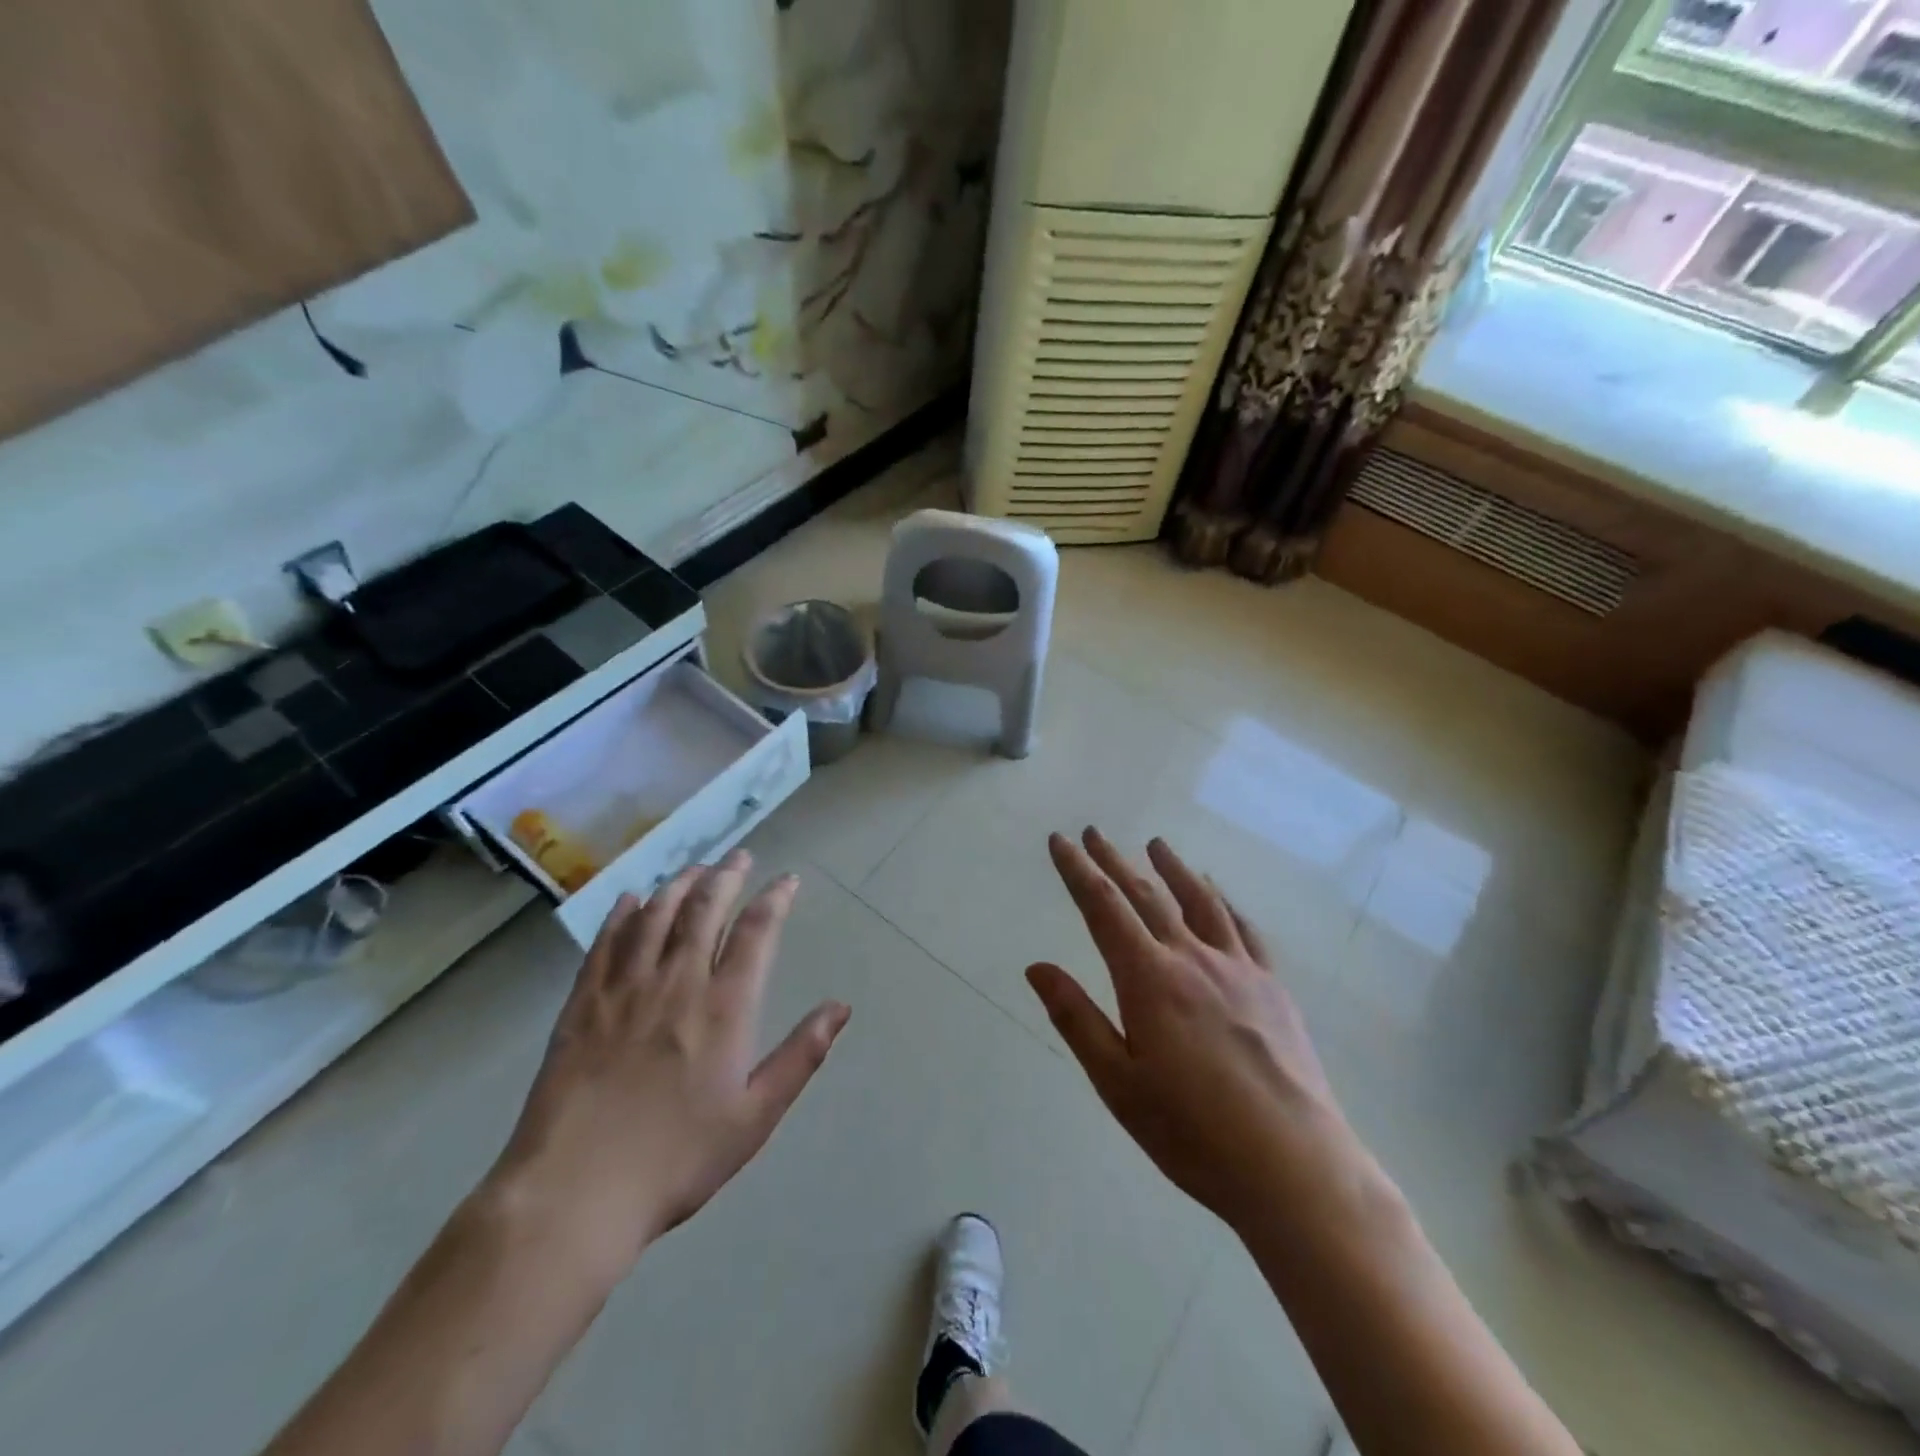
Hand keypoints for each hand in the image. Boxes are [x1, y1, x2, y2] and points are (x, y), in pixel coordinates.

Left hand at [489, 850, 849, 1279]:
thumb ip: (801, 1055)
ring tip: (694, 869)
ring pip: (656, 916)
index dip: (775, 899)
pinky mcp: (583, 1003)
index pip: (756, 932)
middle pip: (705, 909)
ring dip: (679, 885)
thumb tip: (841, 1007)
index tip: (787, 880)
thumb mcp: (755, 1117)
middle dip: (726, 876)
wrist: (574, 1193)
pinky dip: (622, 914)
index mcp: (724, 1007)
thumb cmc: (677, 1159)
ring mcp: (625, 989)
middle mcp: (677, 982)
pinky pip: (606, 943)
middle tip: (739, 856)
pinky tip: (631, 899)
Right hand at [1027, 829, 1362, 1232]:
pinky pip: (1244, 929)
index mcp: (1149, 979)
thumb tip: (1037, 967)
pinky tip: (1218, 896)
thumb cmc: (1194, 1132)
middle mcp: (1193, 958)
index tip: (1059, 841)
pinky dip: (1223, 902)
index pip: (1103, 908)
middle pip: (1147, 895)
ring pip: (1200, 901)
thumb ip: (1076, 1018)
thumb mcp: (1118, 1083)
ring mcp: (1238, 969)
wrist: (1295, 1167)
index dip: (1077, 871)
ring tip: (1156, 844)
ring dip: (1173, 869)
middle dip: (1115, 861)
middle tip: (1094, 833)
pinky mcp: (1272, 987)